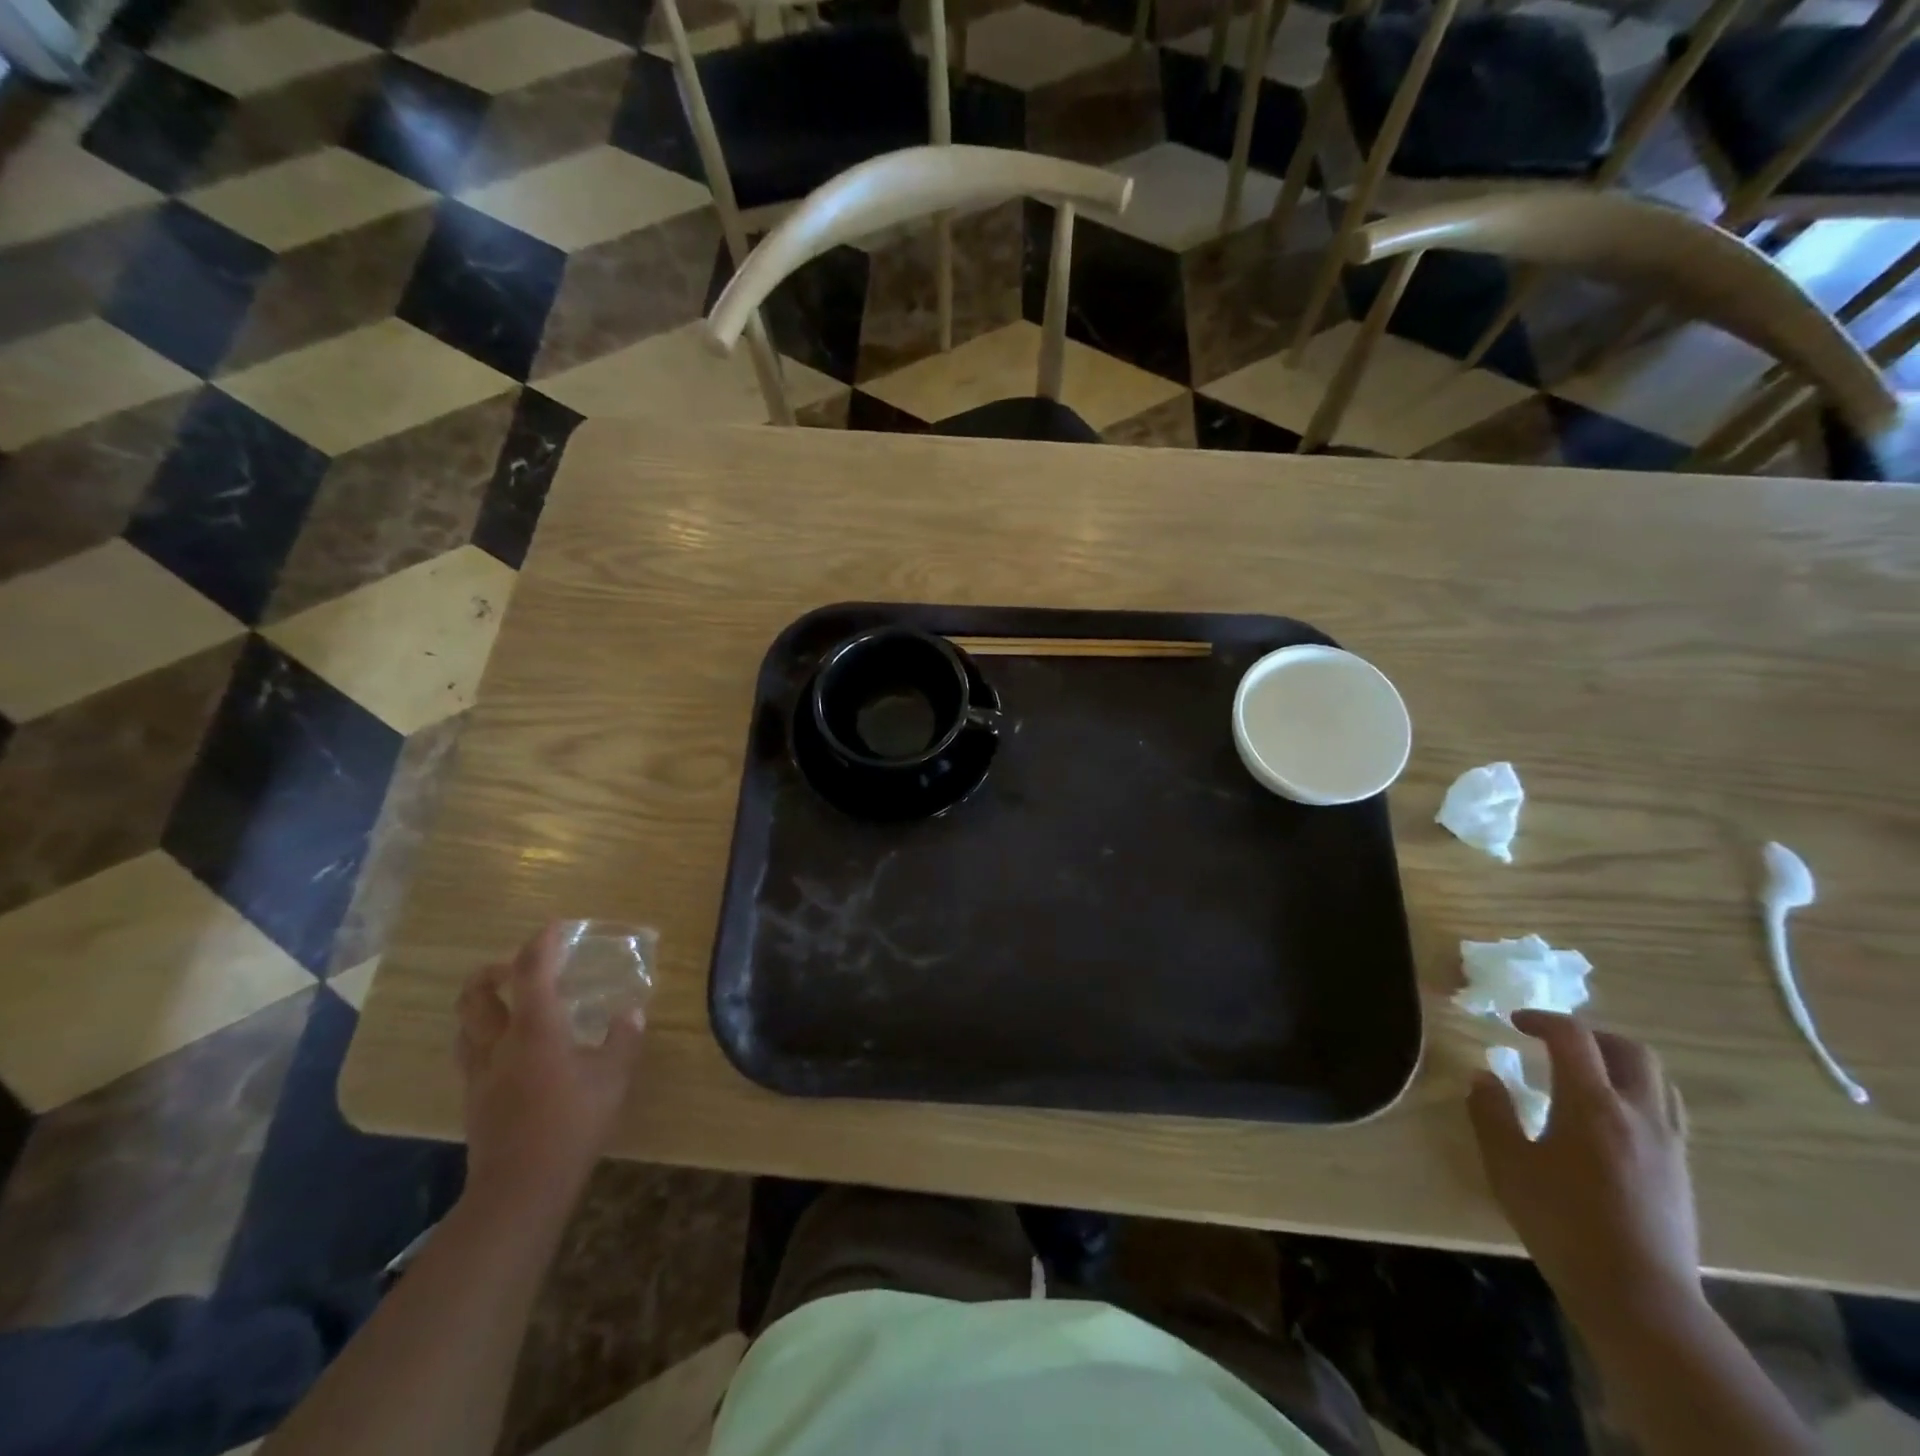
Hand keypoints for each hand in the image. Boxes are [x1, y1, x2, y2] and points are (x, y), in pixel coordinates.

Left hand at [456, 923, 645, 1214]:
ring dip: (480, 1005)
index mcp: (536, 1029)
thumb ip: (622, 1040)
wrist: (521, 1187)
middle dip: (492, 972)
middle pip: (477, 995)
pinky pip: (469, 1055)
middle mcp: (500, 1043)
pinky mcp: (474, 1101)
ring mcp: (481, 1073)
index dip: (541, 945)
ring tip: (503, 1003)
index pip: (531, 973)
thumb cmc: (573, 1122)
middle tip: (514, 966)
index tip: (553, 927)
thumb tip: (632, 1013)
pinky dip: (482, 1038)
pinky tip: (504, 1051)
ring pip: (466, 1025)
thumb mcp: (613, 1077)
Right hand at [1468, 1011, 1699, 1333]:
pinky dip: (1639, 1095)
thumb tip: (1484, 1076)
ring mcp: (1668, 1144)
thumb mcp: (1507, 1164)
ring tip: (1587, 1075)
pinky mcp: (1681, 1171)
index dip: (1542, 1020)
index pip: (1573, 1037)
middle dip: (1591, 1036)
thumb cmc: (1561, 1222)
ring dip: (1620, 1063)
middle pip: (1630, 1050)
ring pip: (1658, 1080)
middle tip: (1556, 1043)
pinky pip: (1667, 1112)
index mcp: (1592, 1103)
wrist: (1638, 1296)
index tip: (1514, 1023)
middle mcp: (1637, 1113)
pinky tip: (1612, 1119)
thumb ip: (1491, 1112)